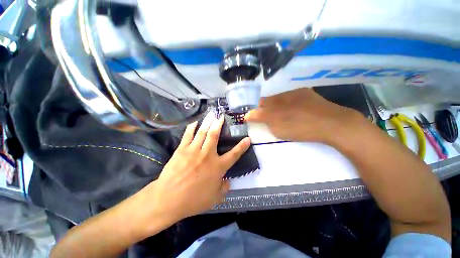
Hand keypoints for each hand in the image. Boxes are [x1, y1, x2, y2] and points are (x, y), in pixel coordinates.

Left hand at [141, 112, 249, 225]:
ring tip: (211, 114)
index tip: (247, 138)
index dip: (242, 146)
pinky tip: (194, 122)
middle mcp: (207, 155)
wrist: (169, 199)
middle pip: (214, 135)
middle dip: (219, 124)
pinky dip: (191, 128)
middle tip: (221, 116)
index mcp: (217, 167)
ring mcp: (194, 150)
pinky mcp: (181, 150)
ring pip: (202, 132)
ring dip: (207, 122)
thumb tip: (227, 181)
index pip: (234, 154)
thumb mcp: (214, 199)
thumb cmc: (193, 200)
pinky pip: (188, 135)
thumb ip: (224, 189)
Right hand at [245, 88, 364, 144]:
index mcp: (273, 107)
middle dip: (262, 107)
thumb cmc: (301, 130)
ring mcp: (291, 92)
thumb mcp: (278, 130)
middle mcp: (279, 97)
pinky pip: (288, 95)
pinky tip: (293, 108)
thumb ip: (262, 121)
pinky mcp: (303, 91)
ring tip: (280, 112)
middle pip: (265, 100)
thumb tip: (249, 115)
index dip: (253, 112)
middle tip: (265, 115)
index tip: (252, 117)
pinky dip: (286, 101)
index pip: (256, 107)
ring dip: (274, 104)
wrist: (331, 123)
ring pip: (276, 97)